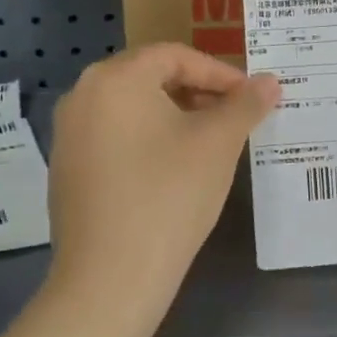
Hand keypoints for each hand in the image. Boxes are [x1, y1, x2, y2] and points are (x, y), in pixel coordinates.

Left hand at [47, 45, 278, 328]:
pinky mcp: (67, 170)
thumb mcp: (217, 144)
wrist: (109, 280)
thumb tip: (270, 82)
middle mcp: (82, 96)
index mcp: (115, 79)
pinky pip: (115, 138)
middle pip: (151, 78)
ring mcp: (68, 135)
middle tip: (235, 117)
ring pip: (133, 109)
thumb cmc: (168, 196)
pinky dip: (149, 141)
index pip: (176, 56)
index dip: (220, 73)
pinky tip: (174, 171)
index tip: (252, 98)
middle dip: (199, 93)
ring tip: (210, 143)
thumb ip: (245, 105)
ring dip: (176, 117)